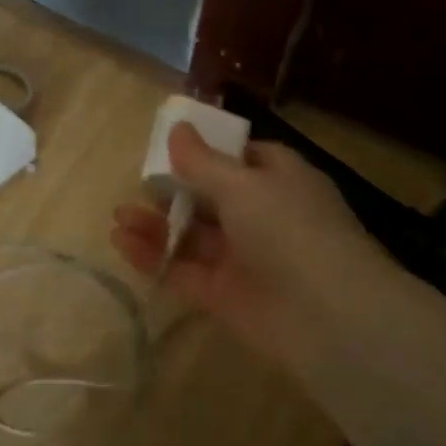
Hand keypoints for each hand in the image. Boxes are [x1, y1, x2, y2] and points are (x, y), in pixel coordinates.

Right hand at [110, 123, 388, 359]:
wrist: (328, 315)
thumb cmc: (289, 229)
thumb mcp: (243, 185)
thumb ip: (203, 162)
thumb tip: (177, 130)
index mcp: (280, 182)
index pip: (243, 159)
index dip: (209, 153)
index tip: (171, 149)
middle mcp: (263, 218)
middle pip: (210, 200)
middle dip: (173, 192)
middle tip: (137, 187)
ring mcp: (244, 259)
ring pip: (193, 236)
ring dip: (156, 226)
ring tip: (117, 217)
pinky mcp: (225, 295)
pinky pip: (184, 271)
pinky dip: (154, 257)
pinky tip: (121, 243)